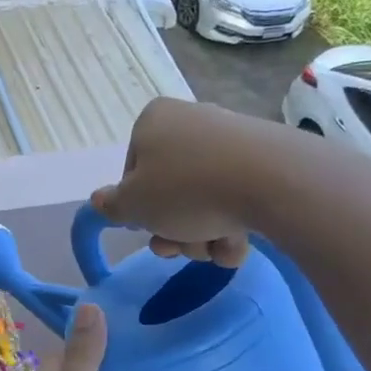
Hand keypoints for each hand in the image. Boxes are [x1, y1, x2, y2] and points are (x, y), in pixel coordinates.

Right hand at [90, 97, 295, 265]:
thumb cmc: (186, 189)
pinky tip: (237, 244)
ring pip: (202, 201)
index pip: (132, 172)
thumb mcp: (133, 205)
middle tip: (179, 248)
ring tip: (214, 248)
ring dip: (201, 235)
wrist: (271, 181)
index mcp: (153, 121)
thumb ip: (111, 205)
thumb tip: (99, 200)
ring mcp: (230, 140)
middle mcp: (190, 122)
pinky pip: (235, 199)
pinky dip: (231, 227)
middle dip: (172, 229)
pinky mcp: (263, 160)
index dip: (138, 207)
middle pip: (170, 190)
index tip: (148, 225)